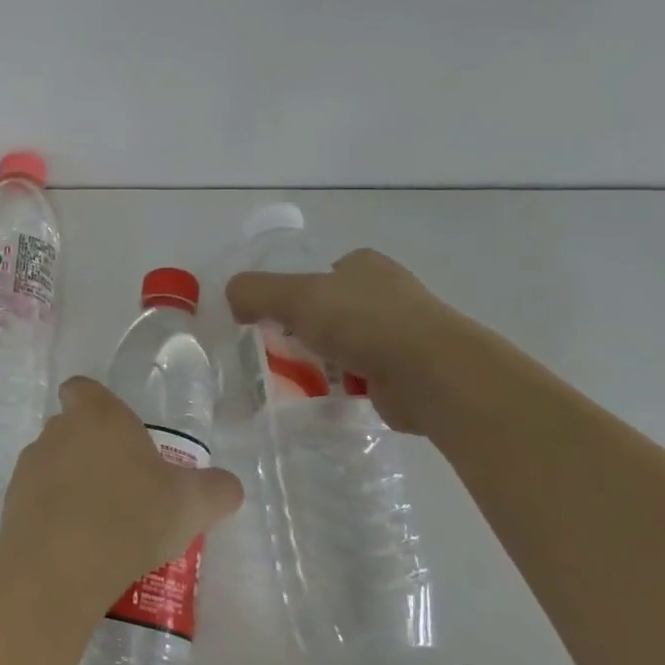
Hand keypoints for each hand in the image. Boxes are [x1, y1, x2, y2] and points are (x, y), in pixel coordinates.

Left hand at [0, 377, 243, 611]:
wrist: (60, 565)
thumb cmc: (131, 516)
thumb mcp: (192, 504)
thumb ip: (216, 489)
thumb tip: (228, 486)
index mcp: (98, 415)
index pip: (82, 388)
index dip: (96, 404)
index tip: (118, 434)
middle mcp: (58, 430)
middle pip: (70, 427)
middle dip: (91, 450)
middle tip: (122, 487)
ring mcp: (30, 465)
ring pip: (52, 463)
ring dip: (70, 483)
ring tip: (100, 523)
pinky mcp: (11, 502)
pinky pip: (37, 498)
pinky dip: (52, 513)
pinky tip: (76, 545)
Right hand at [226, 248, 490, 434]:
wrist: (432, 374)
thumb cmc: (363, 322)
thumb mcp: (295, 297)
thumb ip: (255, 292)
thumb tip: (232, 298)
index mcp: (365, 265)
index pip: (320, 273)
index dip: (293, 292)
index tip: (272, 318)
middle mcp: (386, 294)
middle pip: (329, 311)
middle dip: (303, 331)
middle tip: (275, 351)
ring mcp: (402, 334)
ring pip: (344, 345)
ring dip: (321, 362)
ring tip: (292, 380)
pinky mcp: (407, 372)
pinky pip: (360, 377)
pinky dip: (341, 387)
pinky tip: (321, 399)